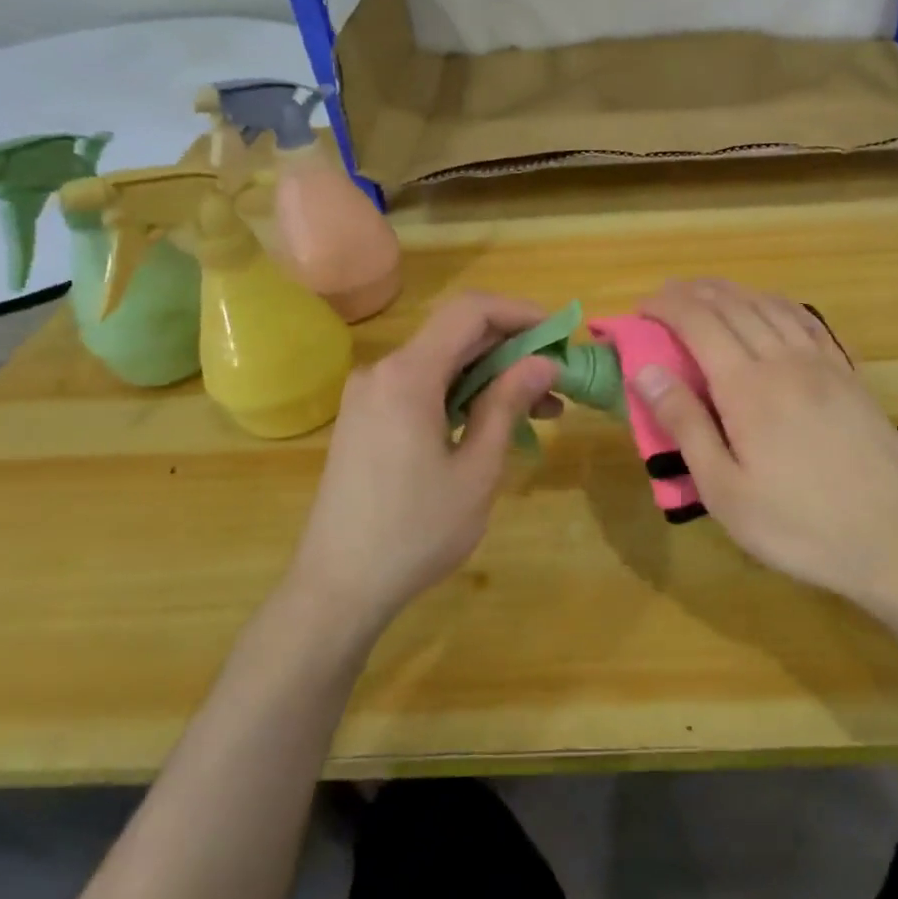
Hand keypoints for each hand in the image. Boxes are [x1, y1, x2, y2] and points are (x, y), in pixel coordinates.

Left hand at [284, 292, 559, 643]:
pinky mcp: (366, 419)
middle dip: (513, 350)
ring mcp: (369, 395)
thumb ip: (507, 404)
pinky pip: (422, 388)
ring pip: (442, 364)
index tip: (560, 336)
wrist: (337, 587)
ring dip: (491, 377)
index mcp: (407, 375)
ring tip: (540, 411)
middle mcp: (382, 372)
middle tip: (558, 382)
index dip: (520, 312)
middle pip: (457, 335)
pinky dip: (462, 395)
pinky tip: (493, 424)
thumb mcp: (476, 469)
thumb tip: (543, 363)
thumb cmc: (415, 531)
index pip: (470, 310)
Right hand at [635, 279, 897, 609]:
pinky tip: (770, 308)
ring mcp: (823, 364)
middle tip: (666, 296)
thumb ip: (685, 426)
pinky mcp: (849, 375)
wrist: (896, 539)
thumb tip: (647, 372)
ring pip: (771, 306)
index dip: (667, 307)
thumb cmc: (798, 525)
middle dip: (694, 293)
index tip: (641, 308)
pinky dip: (778, 303)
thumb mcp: (726, 490)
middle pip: (734, 306)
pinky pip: (808, 321)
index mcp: (747, 387)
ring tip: (707, 293)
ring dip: (733, 292)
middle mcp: (784, 360)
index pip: (699, 323)